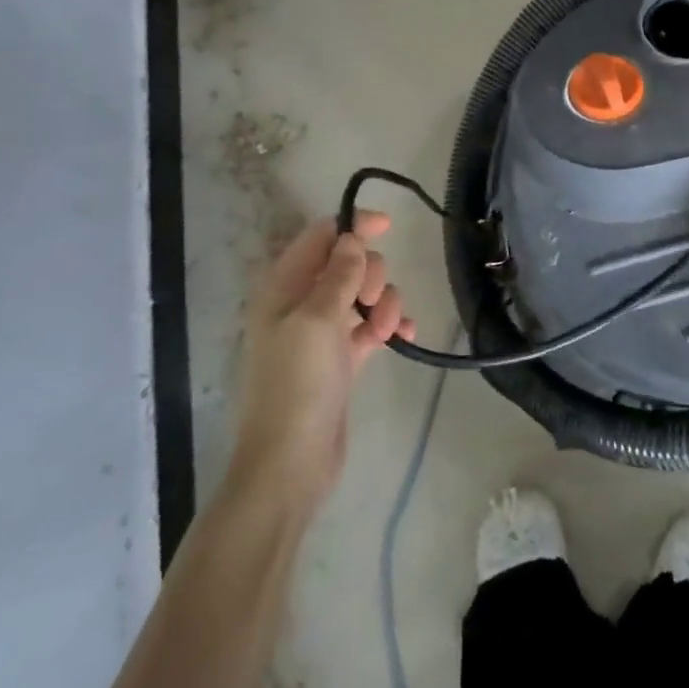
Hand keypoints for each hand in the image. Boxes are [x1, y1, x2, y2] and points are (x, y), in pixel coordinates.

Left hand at [232, 211, 414, 502]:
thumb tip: (352, 237)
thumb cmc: (298, 382)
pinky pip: (372, 327)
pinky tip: (405, 335)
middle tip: (373, 301)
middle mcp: (301, 302)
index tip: (389, 225)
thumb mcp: (318, 319)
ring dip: (385, 304)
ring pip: (364, 295)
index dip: (353, 226)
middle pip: (348, 263)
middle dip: (372, 274)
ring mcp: (322, 332)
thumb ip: (339, 273)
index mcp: (284, 286)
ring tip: (387, 330)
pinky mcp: (341, 359)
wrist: (291, 462)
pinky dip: (389, 325)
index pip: (321, 236)